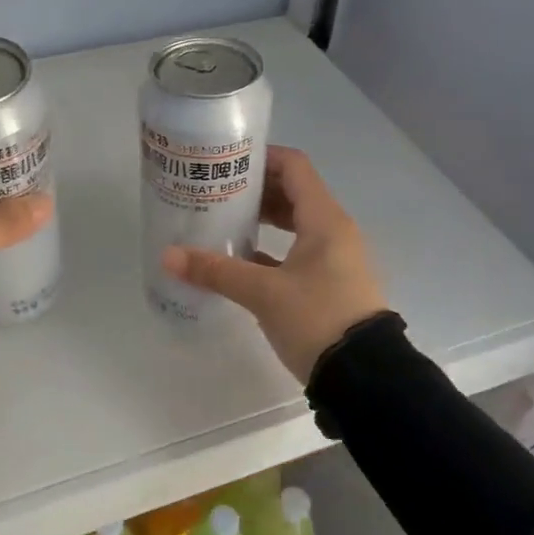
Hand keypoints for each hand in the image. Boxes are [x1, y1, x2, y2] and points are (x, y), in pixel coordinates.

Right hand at [161, 145, 387, 381]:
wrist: (365, 376)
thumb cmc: (317, 318)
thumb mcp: (263, 293)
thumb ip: (216, 271)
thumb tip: (169, 257)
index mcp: (325, 220)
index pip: (294, 167)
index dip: (262, 158)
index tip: (227, 161)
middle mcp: (333, 231)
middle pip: (294, 193)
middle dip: (255, 190)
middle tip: (216, 192)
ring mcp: (334, 259)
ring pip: (295, 225)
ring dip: (263, 220)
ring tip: (224, 222)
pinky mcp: (329, 284)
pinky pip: (297, 253)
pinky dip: (271, 250)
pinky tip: (240, 261)